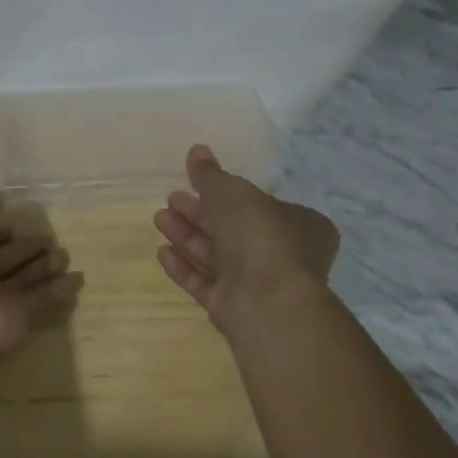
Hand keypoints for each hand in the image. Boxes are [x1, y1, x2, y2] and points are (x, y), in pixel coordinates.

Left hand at [0, 181, 83, 359]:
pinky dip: (59, 289)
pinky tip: (77, 277)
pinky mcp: (18, 318)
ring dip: (44, 265)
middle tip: (47, 237)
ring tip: (64, 253)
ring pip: (24, 277)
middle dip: (24, 246)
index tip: (10, 216)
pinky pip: (42, 299)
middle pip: (4, 257)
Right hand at [153, 144, 339, 336]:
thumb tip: (197, 150)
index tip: (195, 182)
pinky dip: (184, 267)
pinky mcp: (233, 307)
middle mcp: (281, 255)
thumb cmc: (260, 235)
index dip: (227, 192)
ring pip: (216, 256)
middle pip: (232, 229)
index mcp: (299, 225)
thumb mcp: (232, 191)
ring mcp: (256, 284)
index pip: (259, 204)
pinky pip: (204, 283)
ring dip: (186, 236)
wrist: (267, 302)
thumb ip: (210, 174)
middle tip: (170, 198)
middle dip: (198, 213)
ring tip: (159, 218)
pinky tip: (161, 252)